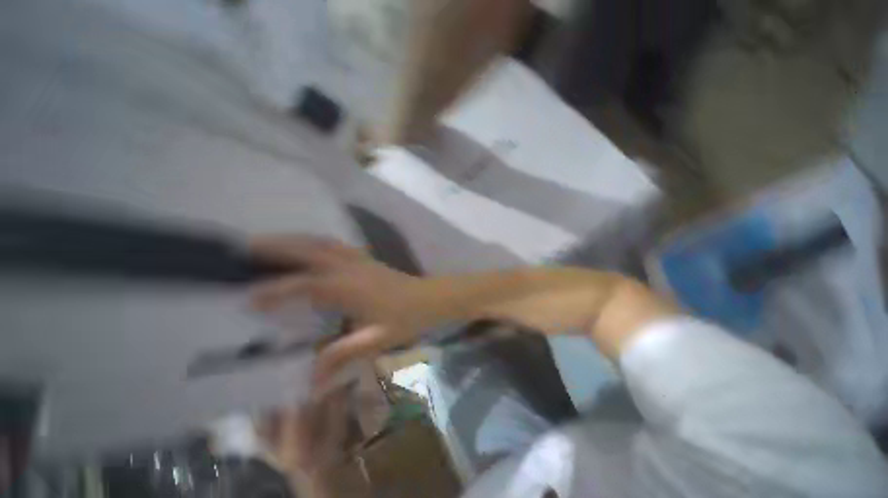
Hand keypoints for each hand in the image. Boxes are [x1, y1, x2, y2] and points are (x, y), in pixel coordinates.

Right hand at [250, 236, 432, 386]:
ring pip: (324, 243)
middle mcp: (351, 268)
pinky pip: (338, 245)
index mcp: (350, 289)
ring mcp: (360, 260)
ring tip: (271, 240)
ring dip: (297, 239)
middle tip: (248, 245)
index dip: (277, 290)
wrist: (431, 299)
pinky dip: (318, 241)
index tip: (248, 296)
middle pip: (311, 252)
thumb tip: (310, 382)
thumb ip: (342, 356)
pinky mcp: (368, 258)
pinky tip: (310, 244)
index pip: (306, 286)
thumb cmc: (407, 319)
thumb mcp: (376, 340)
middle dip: (279, 247)